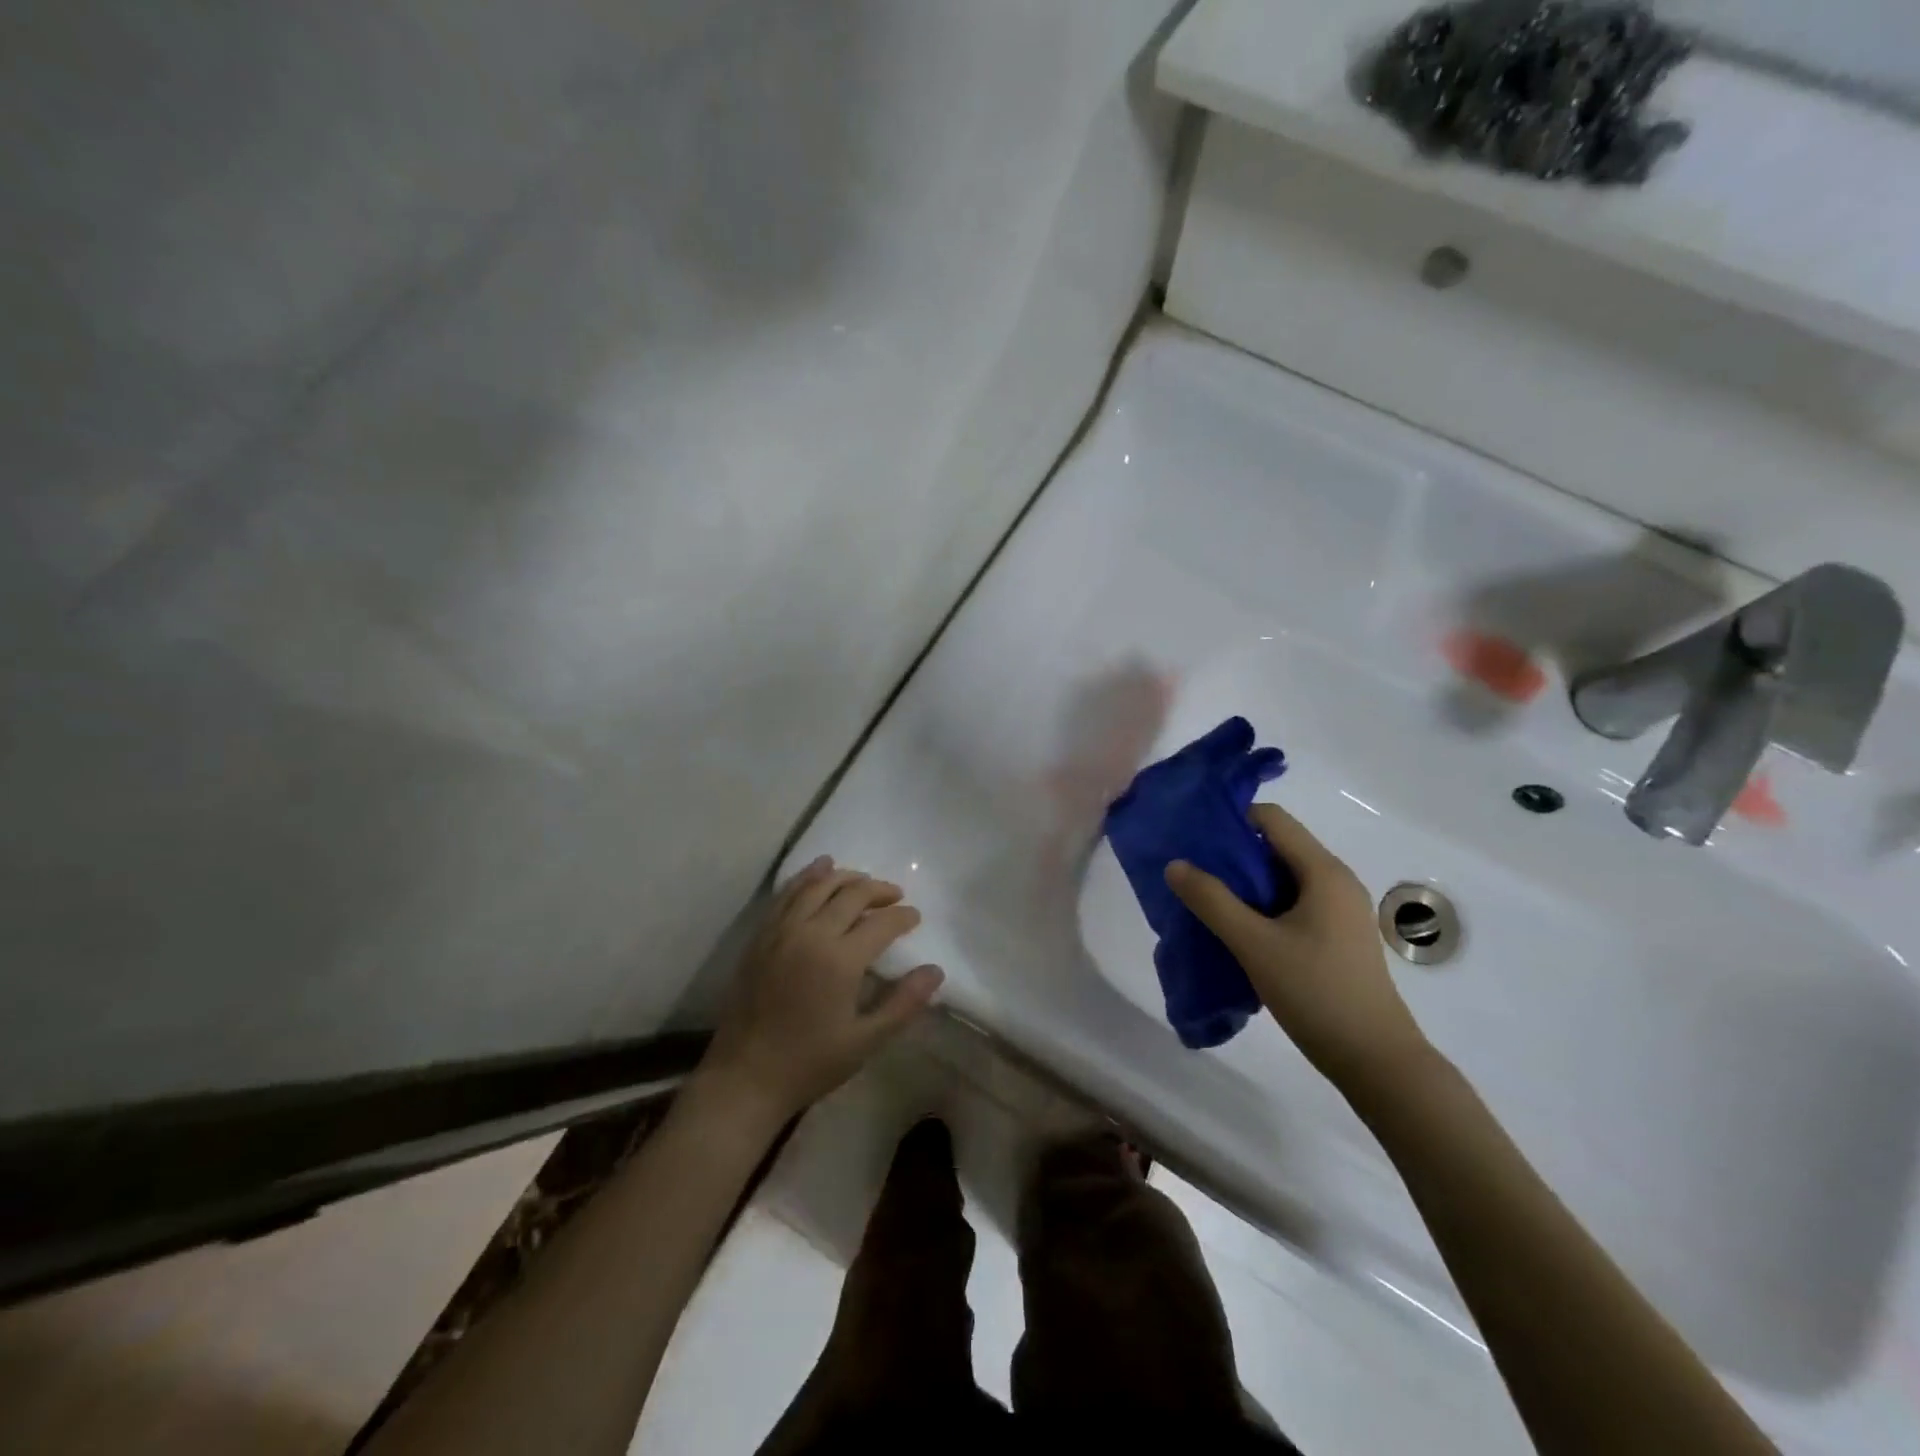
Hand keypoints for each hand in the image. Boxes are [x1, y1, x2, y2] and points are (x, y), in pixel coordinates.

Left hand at [701, 856, 943, 1119]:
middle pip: (851, 894)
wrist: (745, 1077)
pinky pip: (787, 893)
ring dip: (846, 877)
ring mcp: (781, 931)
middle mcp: (811, 934)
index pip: (881, 923)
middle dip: (878, 890)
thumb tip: (935, 971)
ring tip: (864, 881)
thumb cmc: (810, 1062)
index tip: (915, 917)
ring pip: (818, 885)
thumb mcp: (866, 1041)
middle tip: (895, 896)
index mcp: (840, 960)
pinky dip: (807, 876)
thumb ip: (903, 1003)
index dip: (903, 916)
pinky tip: (820, 869)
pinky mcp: (761, 935)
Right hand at [1165, 803, 1430, 1091]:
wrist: (1376, 1061)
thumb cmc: (1316, 993)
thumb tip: (1175, 864)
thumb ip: (1212, 900)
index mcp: (1323, 871)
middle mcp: (1335, 881)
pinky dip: (1260, 907)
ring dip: (1243, 884)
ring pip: (1281, 879)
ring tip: (1204, 900)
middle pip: (1276, 847)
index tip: (1193, 836)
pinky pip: (1291, 904)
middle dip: (1232, 854)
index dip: (1232, 819)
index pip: (1272, 819)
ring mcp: (1338, 911)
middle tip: (1191, 870)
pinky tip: (1235, 930)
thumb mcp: (1254, 944)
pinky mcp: (1335, 937)